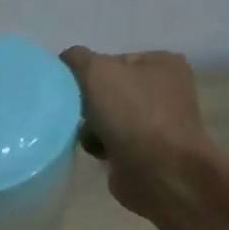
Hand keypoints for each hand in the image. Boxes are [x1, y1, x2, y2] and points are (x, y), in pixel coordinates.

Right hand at [60, 47, 219, 219]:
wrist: (159, 170)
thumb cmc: (132, 114)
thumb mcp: (97, 72)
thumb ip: (76, 59)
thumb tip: (65, 59)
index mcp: (161, 62)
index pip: (110, 60)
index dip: (86, 74)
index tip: (74, 90)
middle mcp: (163, 89)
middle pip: (106, 89)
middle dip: (86, 103)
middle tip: (78, 114)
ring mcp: (156, 121)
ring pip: (104, 116)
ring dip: (89, 126)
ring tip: (89, 136)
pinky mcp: (145, 149)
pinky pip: (109, 140)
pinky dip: (98, 144)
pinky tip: (98, 151)